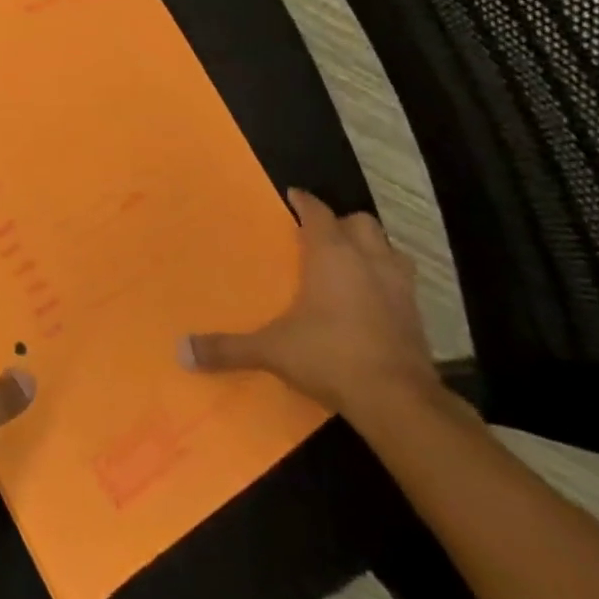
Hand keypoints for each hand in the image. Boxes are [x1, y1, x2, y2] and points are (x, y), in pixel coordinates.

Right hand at [178, 189, 437, 420]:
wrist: (399, 402)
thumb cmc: (330, 356)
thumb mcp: (271, 350)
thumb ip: (227, 348)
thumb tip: (181, 352)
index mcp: (332, 255)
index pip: (318, 212)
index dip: (304, 202)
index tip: (292, 196)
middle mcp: (369, 262)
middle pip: (361, 223)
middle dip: (342, 223)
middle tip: (320, 233)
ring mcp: (399, 288)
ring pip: (389, 250)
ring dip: (371, 249)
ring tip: (350, 261)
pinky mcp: (417, 318)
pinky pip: (402, 283)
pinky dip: (385, 282)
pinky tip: (370, 300)